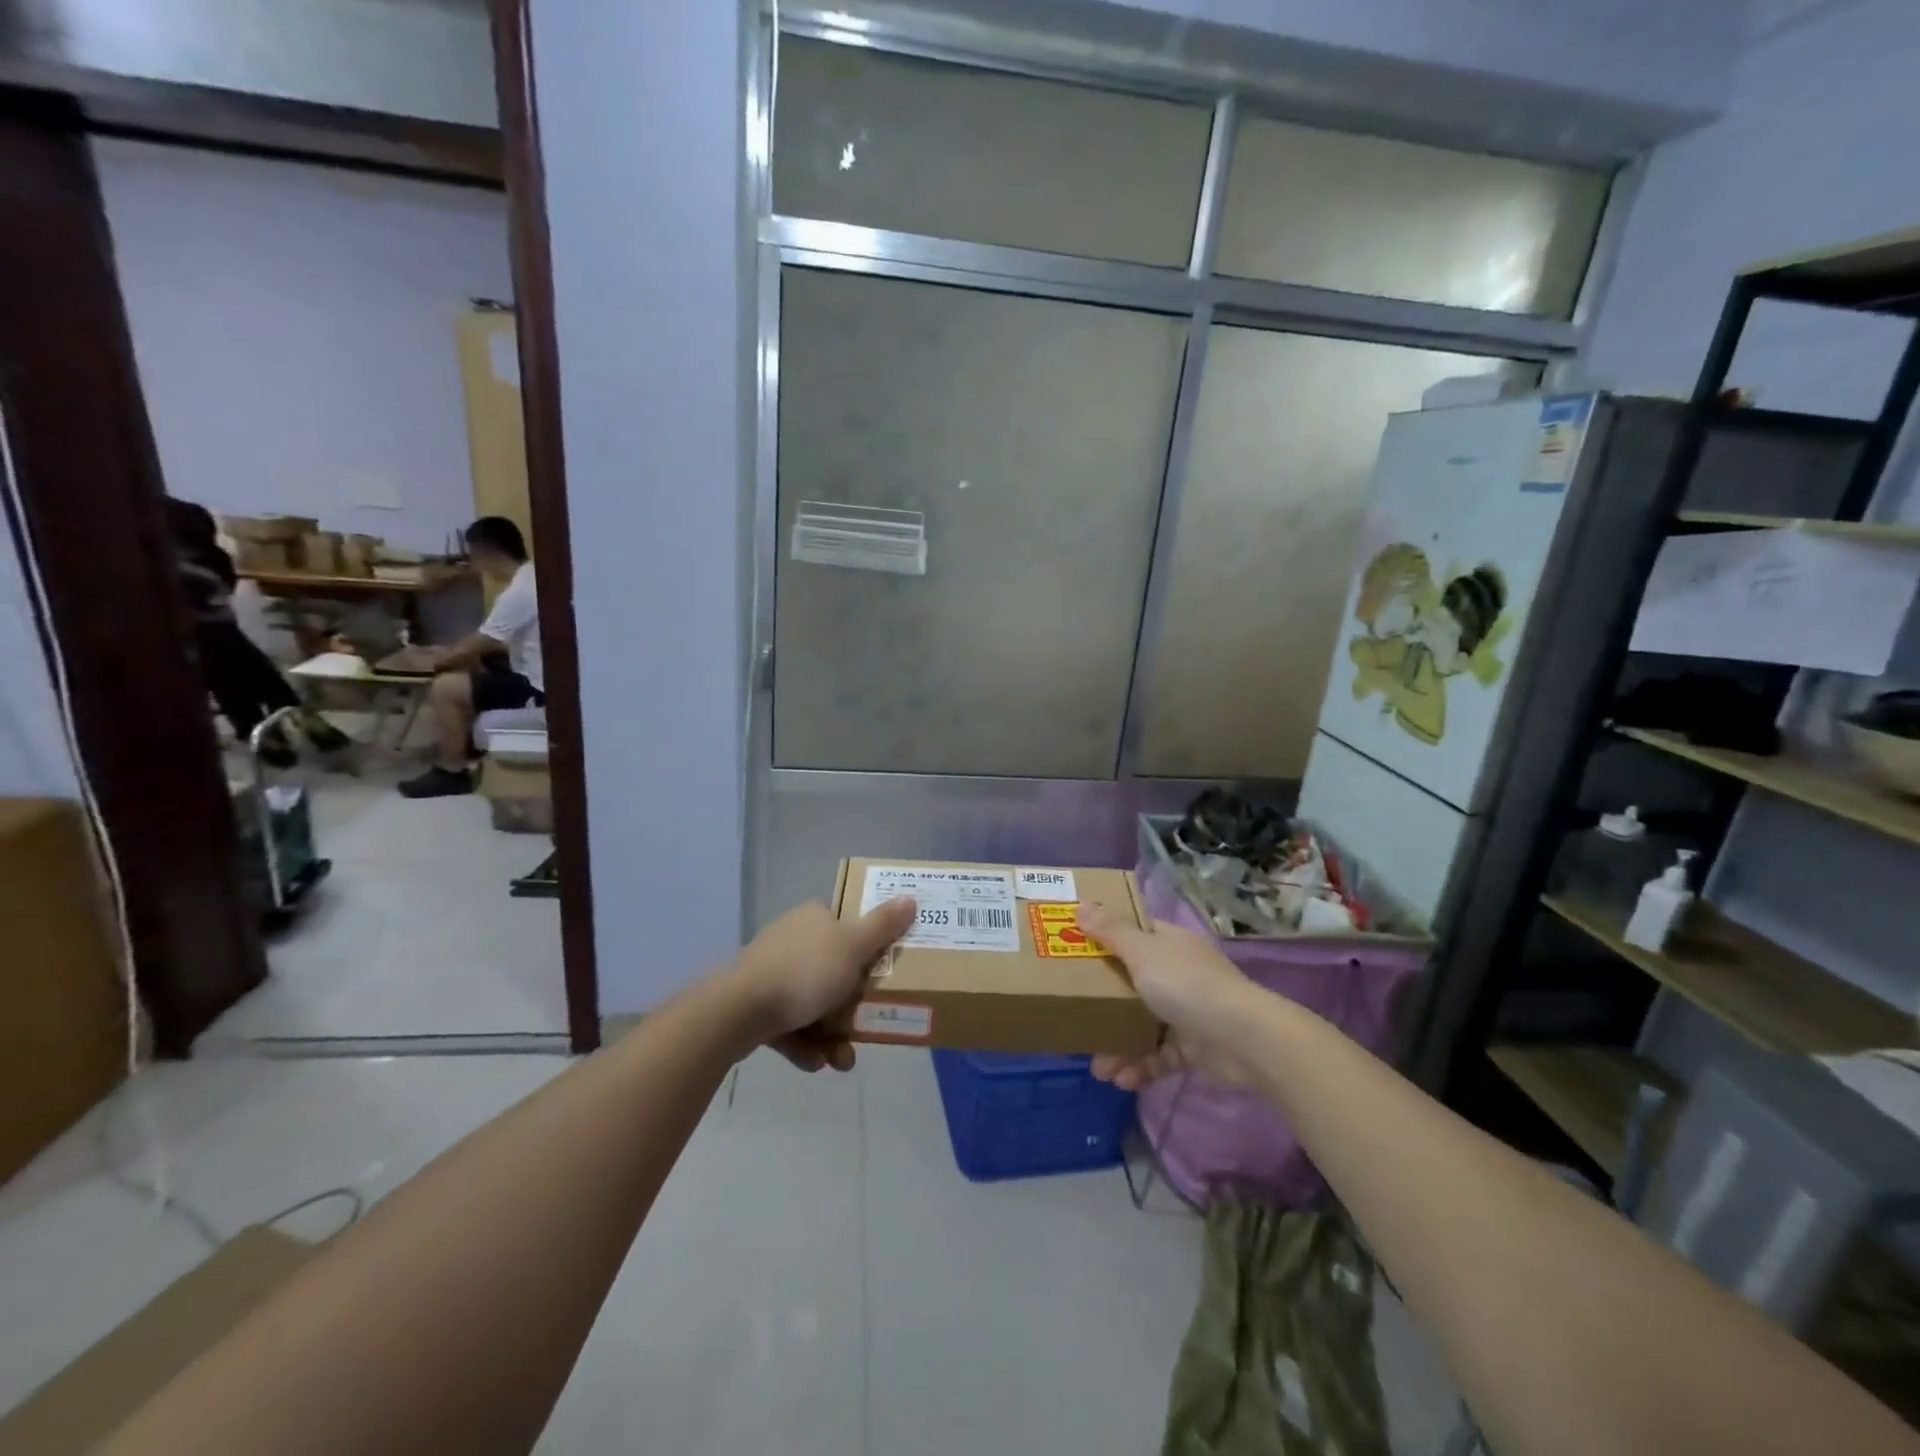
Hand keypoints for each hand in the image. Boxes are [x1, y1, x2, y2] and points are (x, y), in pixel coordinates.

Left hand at [726, 897, 916, 1072]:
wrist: (739, 1011)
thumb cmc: (805, 972)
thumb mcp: (854, 947)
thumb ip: (883, 926)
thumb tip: (910, 897)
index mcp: (813, 917)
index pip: (846, 923)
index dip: (867, 946)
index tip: (883, 970)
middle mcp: (791, 938)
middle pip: (834, 968)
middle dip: (852, 1003)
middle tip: (870, 1024)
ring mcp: (770, 972)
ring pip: (813, 1001)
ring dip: (832, 1032)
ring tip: (843, 1059)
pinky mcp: (755, 1004)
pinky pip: (790, 1024)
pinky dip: (805, 1043)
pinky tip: (816, 1062)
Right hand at [1076, 901, 1254, 1092]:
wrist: (1242, 1039)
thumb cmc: (1186, 985)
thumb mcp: (1142, 952)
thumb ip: (1110, 932)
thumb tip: (1081, 904)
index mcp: (1169, 944)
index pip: (1135, 933)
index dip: (1106, 938)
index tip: (1075, 948)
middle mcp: (1179, 973)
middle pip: (1133, 982)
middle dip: (1104, 1003)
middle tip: (1077, 1015)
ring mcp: (1188, 1012)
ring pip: (1143, 1024)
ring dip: (1119, 1046)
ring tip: (1099, 1068)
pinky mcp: (1194, 1048)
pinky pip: (1159, 1056)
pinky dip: (1141, 1067)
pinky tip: (1122, 1080)